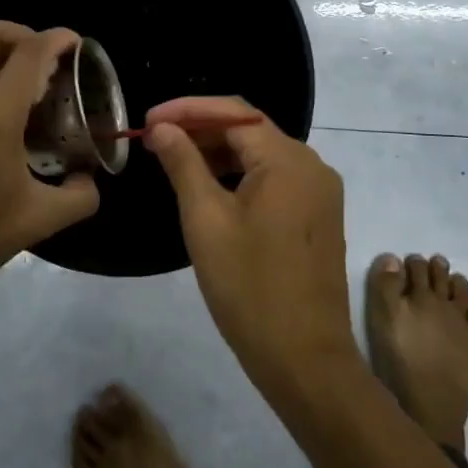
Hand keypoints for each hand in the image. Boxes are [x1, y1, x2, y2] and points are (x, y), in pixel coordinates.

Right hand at [145, 96, 360, 394]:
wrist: (305, 359)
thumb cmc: (249, 287)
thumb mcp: (206, 220)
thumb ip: (183, 164)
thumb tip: (162, 127)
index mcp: (288, 160)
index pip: (234, 113)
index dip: (188, 109)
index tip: (148, 118)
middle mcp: (312, 165)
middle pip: (250, 131)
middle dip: (202, 129)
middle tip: (156, 139)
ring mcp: (319, 192)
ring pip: (262, 155)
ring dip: (219, 152)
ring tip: (174, 160)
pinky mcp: (318, 215)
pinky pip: (275, 179)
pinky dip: (240, 175)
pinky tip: (209, 187)